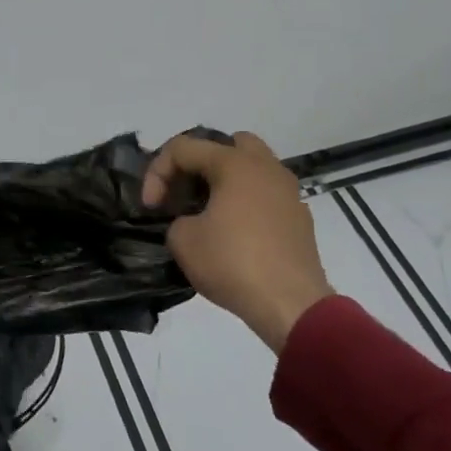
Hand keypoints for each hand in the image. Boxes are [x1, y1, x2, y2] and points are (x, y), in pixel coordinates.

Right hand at [142, 132, 332, 351]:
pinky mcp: (299, 218)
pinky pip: (266, 195)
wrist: (291, 306)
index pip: (183, 148)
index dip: (157, 173)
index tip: (150, 207)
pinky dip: (246, 203)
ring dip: (225, 182)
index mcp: (235, 163)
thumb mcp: (183, 240)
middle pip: (227, 144)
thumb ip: (177, 220)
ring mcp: (289, 192)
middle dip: (199, 163)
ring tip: (206, 212)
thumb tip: (192, 223)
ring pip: (252, 168)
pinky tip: (233, 233)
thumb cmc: (233, 263)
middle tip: (184, 191)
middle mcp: (266, 167)